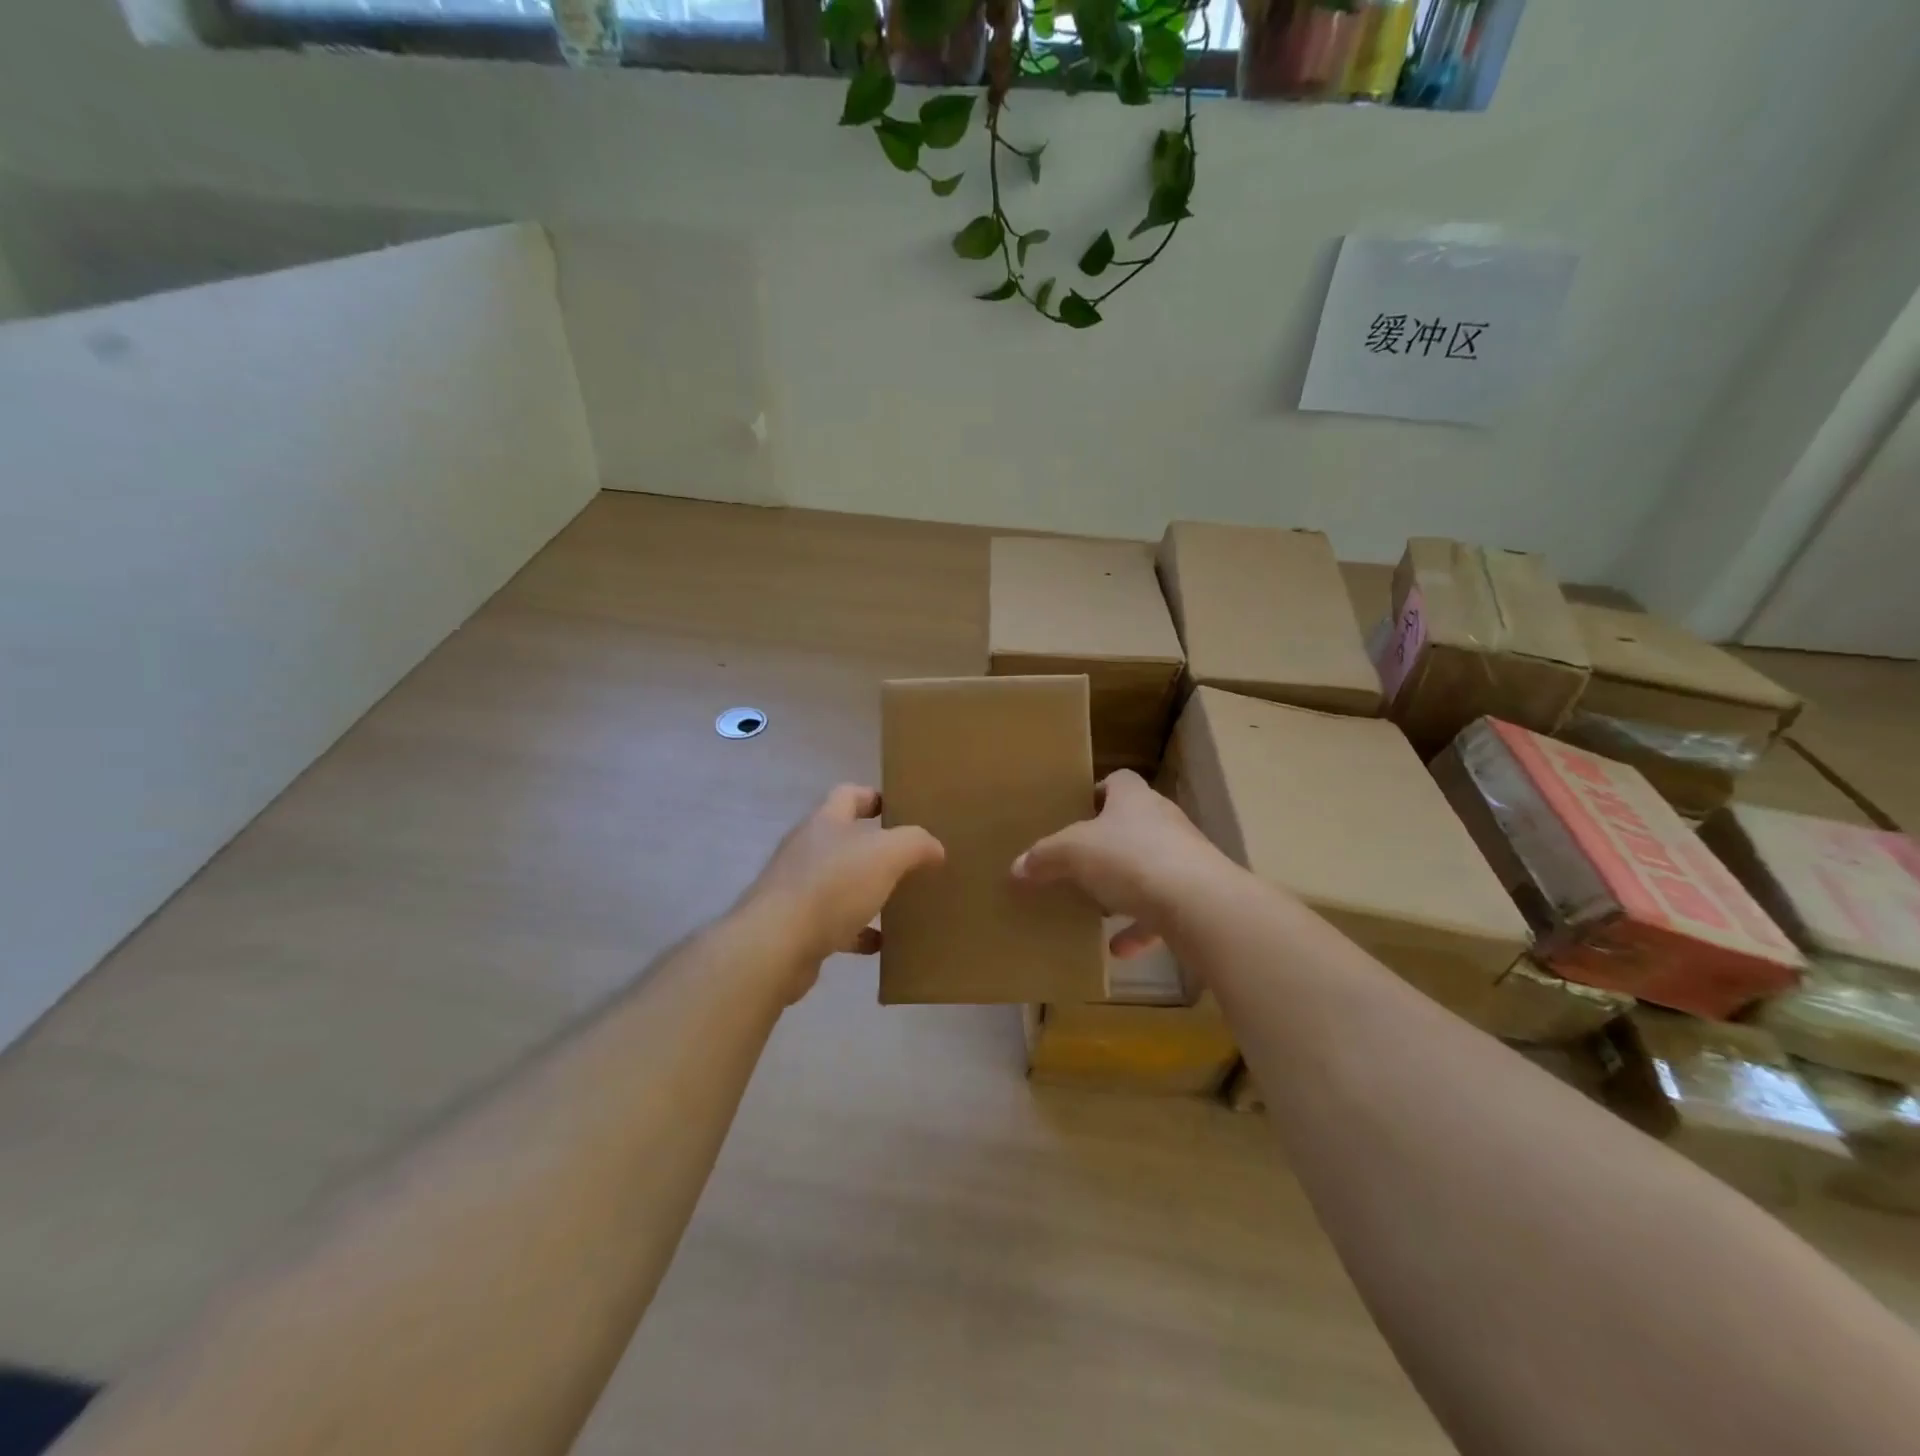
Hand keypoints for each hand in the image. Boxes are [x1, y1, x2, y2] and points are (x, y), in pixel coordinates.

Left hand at [738, 785, 944, 996]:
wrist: (775, 945)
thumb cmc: (832, 886)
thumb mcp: (886, 854)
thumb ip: (915, 844)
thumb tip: (935, 848)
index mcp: (825, 822)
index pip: (848, 794)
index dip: (874, 797)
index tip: (902, 810)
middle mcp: (807, 849)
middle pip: (844, 839)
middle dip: (876, 848)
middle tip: (910, 859)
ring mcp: (797, 888)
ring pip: (840, 882)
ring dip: (867, 890)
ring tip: (900, 901)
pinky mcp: (795, 926)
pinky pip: (834, 923)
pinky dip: (858, 931)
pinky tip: (879, 943)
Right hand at [1011, 769, 1233, 957]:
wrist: (1199, 903)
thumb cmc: (1131, 859)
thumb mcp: (1073, 854)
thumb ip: (1044, 857)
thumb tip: (1016, 867)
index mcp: (1135, 799)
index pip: (1118, 781)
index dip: (1098, 792)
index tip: (1077, 811)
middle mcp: (1163, 821)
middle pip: (1133, 824)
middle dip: (1107, 843)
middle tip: (1078, 861)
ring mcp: (1184, 859)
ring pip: (1148, 867)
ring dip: (1125, 887)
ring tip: (1097, 906)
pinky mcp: (1196, 896)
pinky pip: (1161, 910)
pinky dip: (1140, 928)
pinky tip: (1118, 949)